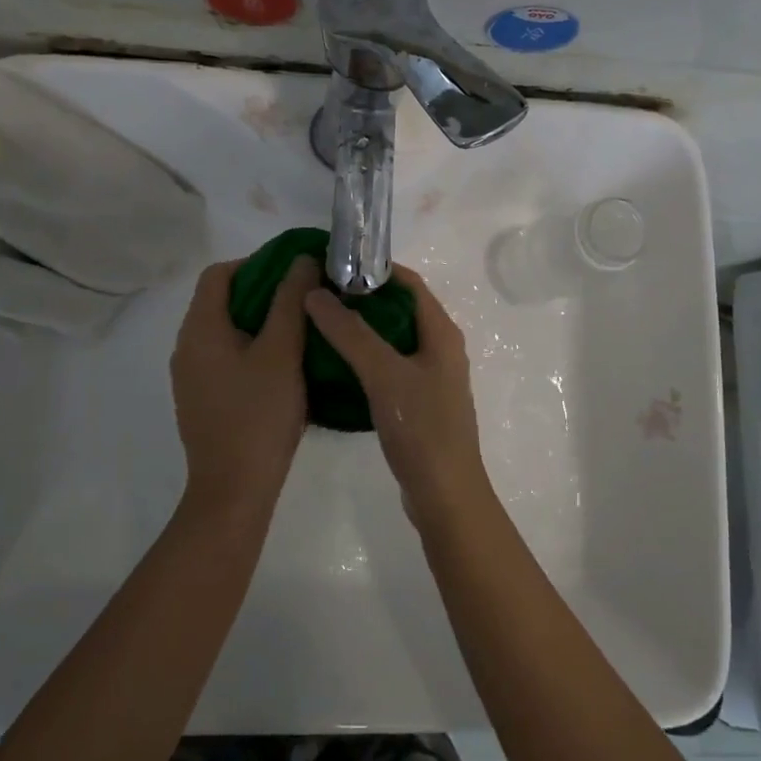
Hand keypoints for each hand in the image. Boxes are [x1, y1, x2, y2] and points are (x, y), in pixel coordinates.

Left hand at [169, 256, 318, 518]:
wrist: (233, 491)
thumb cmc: (259, 415)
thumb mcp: (283, 351)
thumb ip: (290, 300)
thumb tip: (301, 260)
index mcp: (200, 329)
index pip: (219, 274)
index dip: (256, 263)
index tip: (293, 273)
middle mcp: (186, 346)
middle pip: (220, 300)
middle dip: (262, 293)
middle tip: (304, 299)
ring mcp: (191, 376)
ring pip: (224, 331)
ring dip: (258, 322)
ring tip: (299, 329)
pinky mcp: (200, 399)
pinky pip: (224, 357)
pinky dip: (250, 349)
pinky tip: (282, 366)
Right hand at [304, 266, 490, 526]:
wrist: (445, 495)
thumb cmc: (421, 428)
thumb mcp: (384, 375)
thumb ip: (351, 333)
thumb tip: (315, 293)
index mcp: (441, 332)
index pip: (408, 282)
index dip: (374, 268)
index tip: (334, 264)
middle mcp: (439, 347)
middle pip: (399, 308)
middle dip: (361, 297)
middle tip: (318, 293)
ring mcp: (430, 375)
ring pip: (392, 338)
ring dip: (360, 327)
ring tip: (319, 322)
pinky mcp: (418, 400)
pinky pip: (389, 364)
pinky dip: (364, 356)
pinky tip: (335, 363)